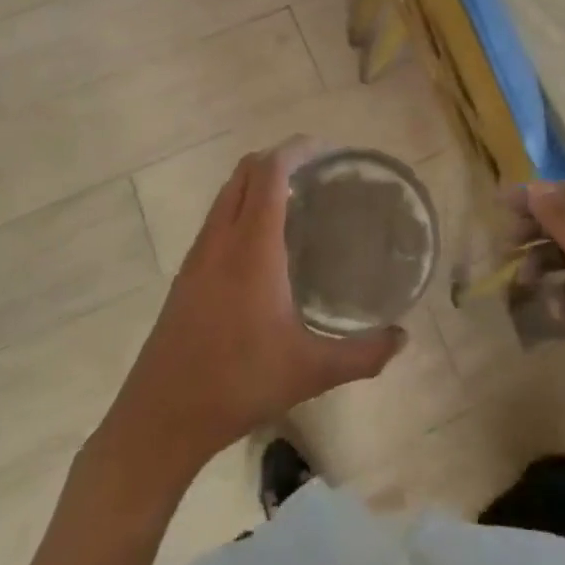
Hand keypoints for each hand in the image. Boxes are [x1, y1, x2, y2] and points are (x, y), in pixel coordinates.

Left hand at [95, 140, 404, 487]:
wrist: (162, 415)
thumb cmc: (238, 383)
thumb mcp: (310, 371)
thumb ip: (362, 354)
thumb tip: (403, 338)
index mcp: (252, 246)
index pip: (269, 171)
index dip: (296, 149)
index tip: (327, 149)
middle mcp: (222, 237)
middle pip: (245, 171)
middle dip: (279, 158)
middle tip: (316, 171)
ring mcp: (198, 254)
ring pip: (226, 193)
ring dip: (256, 181)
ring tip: (294, 199)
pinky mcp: (186, 273)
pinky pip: (216, 218)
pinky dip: (240, 206)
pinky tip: (262, 242)